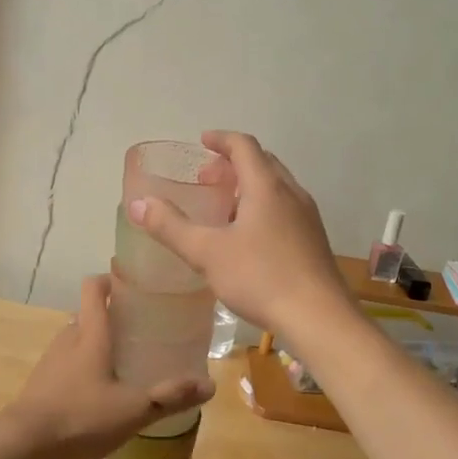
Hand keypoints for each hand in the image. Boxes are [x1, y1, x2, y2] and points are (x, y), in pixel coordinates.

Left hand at [0, 274, 212, 458]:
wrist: (20, 449)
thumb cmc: (78, 419)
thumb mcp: (132, 410)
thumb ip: (170, 397)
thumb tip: (210, 384)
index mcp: (90, 333)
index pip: (94, 287)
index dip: (113, 279)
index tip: (137, 287)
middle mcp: (68, 338)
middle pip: (90, 313)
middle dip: (115, 316)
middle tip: (145, 330)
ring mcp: (51, 361)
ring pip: (79, 339)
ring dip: (100, 343)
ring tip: (128, 362)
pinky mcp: (42, 383)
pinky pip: (69, 363)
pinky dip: (86, 367)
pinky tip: (103, 393)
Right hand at [128, 130, 351, 339]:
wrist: (319, 318)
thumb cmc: (261, 278)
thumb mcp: (207, 253)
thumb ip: (171, 227)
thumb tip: (138, 204)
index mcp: (267, 187)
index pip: (244, 146)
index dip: (221, 139)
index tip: (202, 142)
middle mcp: (292, 193)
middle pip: (263, 163)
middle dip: (234, 163)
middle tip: (208, 178)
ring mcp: (307, 217)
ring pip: (277, 187)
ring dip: (250, 186)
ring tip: (225, 208)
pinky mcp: (314, 240)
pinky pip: (286, 208)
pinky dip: (263, 206)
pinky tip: (249, 238)